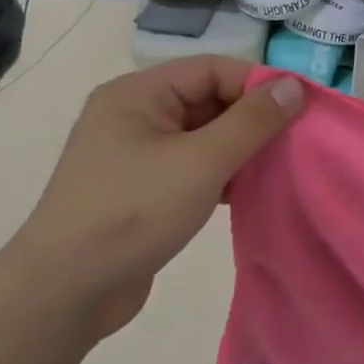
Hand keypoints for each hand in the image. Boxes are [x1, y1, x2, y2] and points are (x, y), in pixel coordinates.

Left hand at [0, 59, 303, 342]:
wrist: (62, 295)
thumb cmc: (133, 213)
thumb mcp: (202, 162)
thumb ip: (252, 120)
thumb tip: (295, 85)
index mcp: (138, 93)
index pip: (213, 69)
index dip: (259, 83)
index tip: (301, 107)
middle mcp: (134, 113)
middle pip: (209, 98)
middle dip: (253, 117)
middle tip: (295, 138)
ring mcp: (135, 152)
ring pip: (203, 133)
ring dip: (241, 146)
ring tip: (279, 164)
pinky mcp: (141, 187)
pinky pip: (192, 163)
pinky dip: (222, 171)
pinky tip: (249, 189)